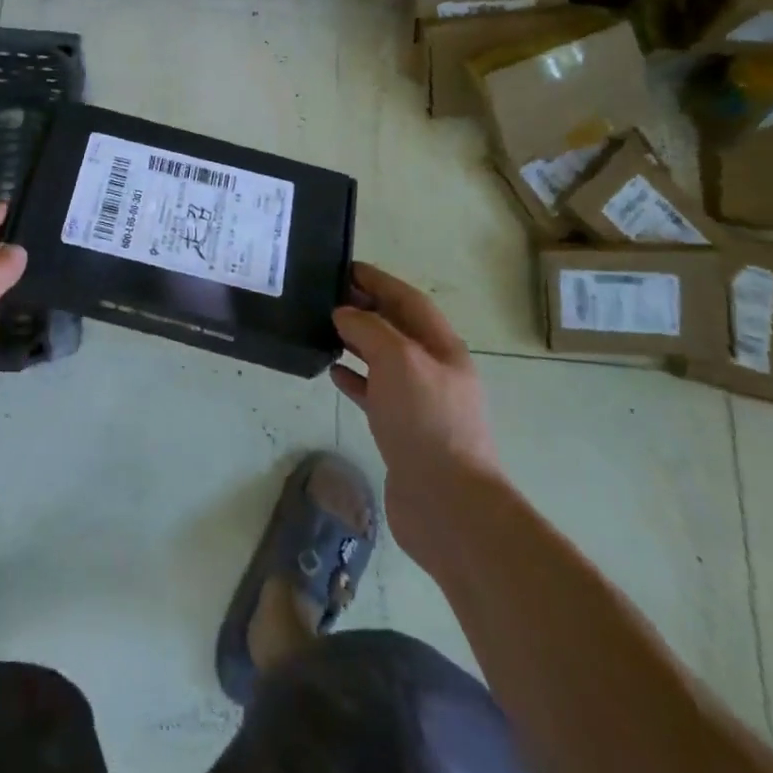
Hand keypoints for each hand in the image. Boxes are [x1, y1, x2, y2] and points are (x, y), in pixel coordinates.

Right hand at [332, 262, 501, 550]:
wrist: (448, 505)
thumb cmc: (426, 421)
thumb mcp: (398, 359)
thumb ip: (369, 329)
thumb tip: (344, 314)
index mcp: (442, 347)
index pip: (408, 300)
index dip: (379, 281)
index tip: (345, 267)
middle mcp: (434, 370)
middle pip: (397, 327)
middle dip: (366, 308)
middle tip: (327, 296)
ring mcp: (420, 403)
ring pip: (384, 359)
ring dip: (358, 341)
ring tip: (324, 329)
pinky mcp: (403, 431)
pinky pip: (376, 393)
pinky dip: (355, 378)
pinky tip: (333, 372)